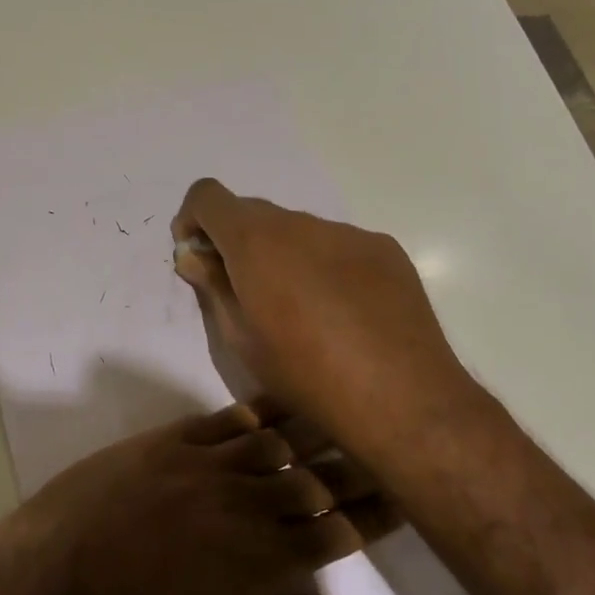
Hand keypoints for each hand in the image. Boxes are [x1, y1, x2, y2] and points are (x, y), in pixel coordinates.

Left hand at [0, 405, 395, 594]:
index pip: (334, 530)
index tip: (402, 494)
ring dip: (312, 431)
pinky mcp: (167, 440)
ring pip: (274, 442)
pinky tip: (273, 408)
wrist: (51, 584)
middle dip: (354, 466)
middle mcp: (243, 501)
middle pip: (313, 478)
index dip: (373, 514)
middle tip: (385, 446)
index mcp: (261, 560)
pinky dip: (254, 414)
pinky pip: (223, 420)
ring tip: (342, 414)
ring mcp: (204, 463)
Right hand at [171, 179, 479, 455]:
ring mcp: (347, 232)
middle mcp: (300, 223)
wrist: (401, 398)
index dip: (193, 220)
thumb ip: (213, 287)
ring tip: (301, 309)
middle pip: (253, 213)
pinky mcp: (384, 249)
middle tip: (245, 291)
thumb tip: (194, 256)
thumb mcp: (241, 339)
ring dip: (284, 255)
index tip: (198, 256)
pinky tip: (342, 312)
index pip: (207, 196)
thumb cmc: (305, 373)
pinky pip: (338, 245)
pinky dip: (324, 265)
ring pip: (298, 230)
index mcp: (256, 240)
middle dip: (238, 242)